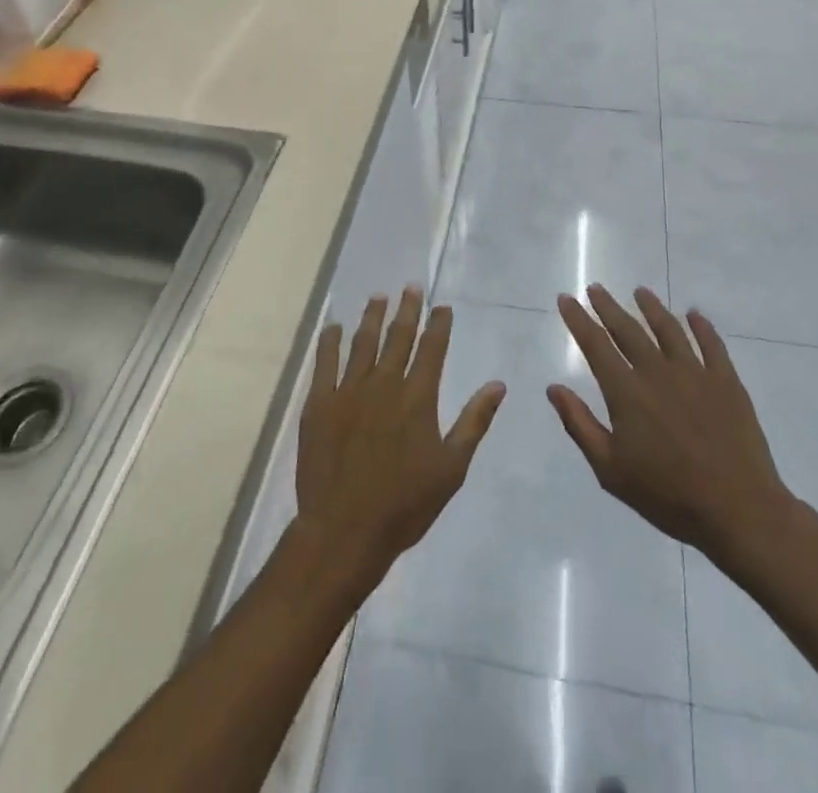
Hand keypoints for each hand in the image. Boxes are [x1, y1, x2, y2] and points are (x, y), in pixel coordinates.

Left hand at [294, 289, 505, 589]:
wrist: (345, 530)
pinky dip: (330, 341)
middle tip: (411, 287)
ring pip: (362, 343)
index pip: (432, 349)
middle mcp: (384, 384)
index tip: (441, 306)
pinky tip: (333, 326)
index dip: (438, 324)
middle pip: (398, 337)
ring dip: (372, 317)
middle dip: (407, 309)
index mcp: (417, 398)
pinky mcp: (320, 404)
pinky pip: (325, 363)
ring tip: (379, 297)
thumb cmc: (404, 504)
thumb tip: (497, 385)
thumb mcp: (451, 468)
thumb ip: (474, 422)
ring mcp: (349, 391)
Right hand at [549, 286, 803, 570]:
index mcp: (627, 392)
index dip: (579, 320)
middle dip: (608, 307)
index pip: (596, 345)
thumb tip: (554, 388)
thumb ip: (580, 425)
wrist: (738, 510)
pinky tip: (693, 315)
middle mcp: (657, 372)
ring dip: (652, 308)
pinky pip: (712, 344)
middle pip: (628, 330)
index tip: (566, 298)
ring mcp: (695, 373)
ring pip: (669, 329)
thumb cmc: (667, 495)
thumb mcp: (610, 470)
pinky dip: (701, 326)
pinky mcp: (726, 382)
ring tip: (640, 292)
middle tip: (596, 288)